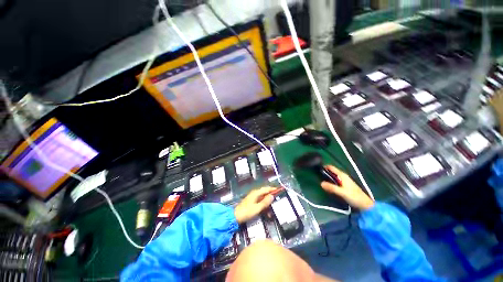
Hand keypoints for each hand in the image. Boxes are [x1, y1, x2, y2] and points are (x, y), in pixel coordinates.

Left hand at [234, 187, 275, 223]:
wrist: (236, 216)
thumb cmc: (247, 212)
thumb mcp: (257, 208)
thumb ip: (265, 202)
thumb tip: (272, 196)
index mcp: (256, 193)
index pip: (266, 189)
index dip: (272, 189)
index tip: (279, 190)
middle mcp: (254, 193)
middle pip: (264, 191)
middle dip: (271, 194)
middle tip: (277, 197)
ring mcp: (253, 197)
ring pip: (262, 196)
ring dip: (267, 200)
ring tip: (272, 204)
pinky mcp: (251, 201)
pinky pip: (260, 200)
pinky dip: (264, 202)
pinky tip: (266, 208)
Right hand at [321, 165, 373, 210]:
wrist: (365, 205)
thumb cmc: (354, 197)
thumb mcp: (342, 192)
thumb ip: (332, 187)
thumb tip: (321, 183)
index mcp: (342, 175)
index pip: (331, 167)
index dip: (324, 167)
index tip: (316, 169)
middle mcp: (342, 176)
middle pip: (331, 172)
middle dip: (324, 173)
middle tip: (316, 176)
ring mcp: (344, 181)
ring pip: (333, 177)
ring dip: (327, 178)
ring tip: (319, 180)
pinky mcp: (344, 186)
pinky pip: (334, 181)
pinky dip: (330, 182)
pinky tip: (327, 186)